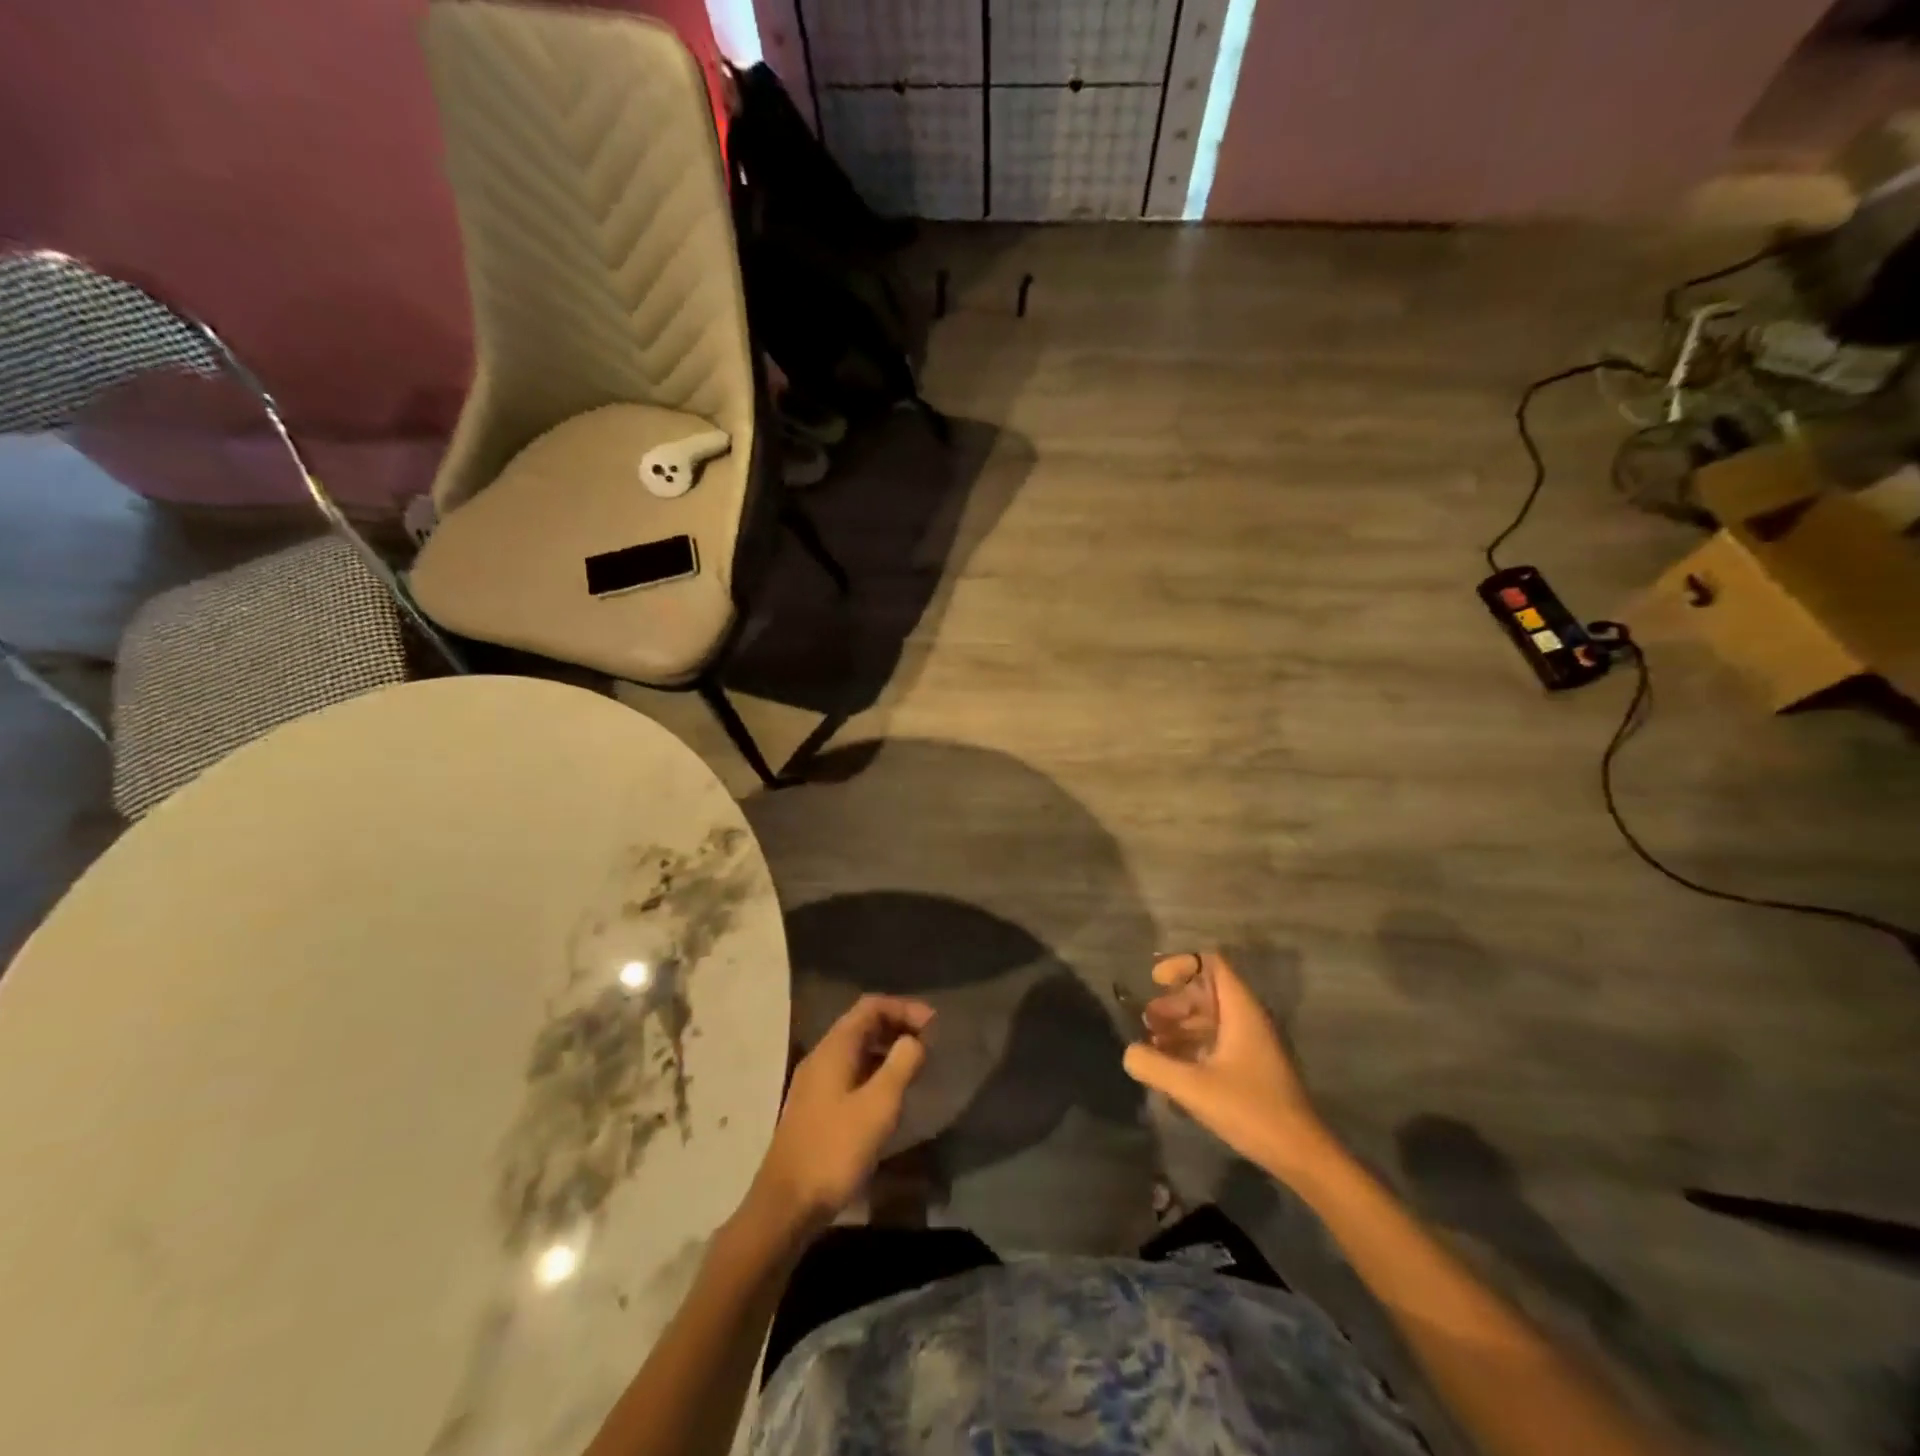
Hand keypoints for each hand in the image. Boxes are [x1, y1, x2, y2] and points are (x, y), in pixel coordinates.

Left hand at [749, 995, 934, 1232]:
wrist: (786, 1206)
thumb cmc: (835, 1150)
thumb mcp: (878, 1107)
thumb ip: (901, 1065)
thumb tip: (915, 1040)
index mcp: (834, 1048)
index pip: (871, 1006)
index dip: (904, 1008)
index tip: (934, 1024)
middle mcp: (822, 1056)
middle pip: (862, 1024)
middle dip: (897, 1026)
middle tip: (929, 1042)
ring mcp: (815, 1083)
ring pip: (856, 1049)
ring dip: (887, 1049)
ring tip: (916, 1066)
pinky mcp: (815, 1107)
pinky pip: (850, 1071)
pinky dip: (874, 1070)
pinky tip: (890, 1095)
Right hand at [1122, 952, 1336, 1180]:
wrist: (1301, 1155)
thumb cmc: (1250, 1110)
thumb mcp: (1193, 1088)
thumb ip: (1154, 1065)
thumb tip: (1129, 1052)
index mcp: (1241, 1011)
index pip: (1212, 964)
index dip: (1182, 964)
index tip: (1155, 981)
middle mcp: (1248, 1019)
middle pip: (1207, 992)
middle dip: (1174, 1002)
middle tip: (1147, 1021)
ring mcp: (1252, 1044)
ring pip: (1211, 1019)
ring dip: (1180, 1025)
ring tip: (1153, 1044)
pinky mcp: (1252, 1068)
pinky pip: (1217, 1042)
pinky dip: (1193, 1046)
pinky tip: (1172, 1067)